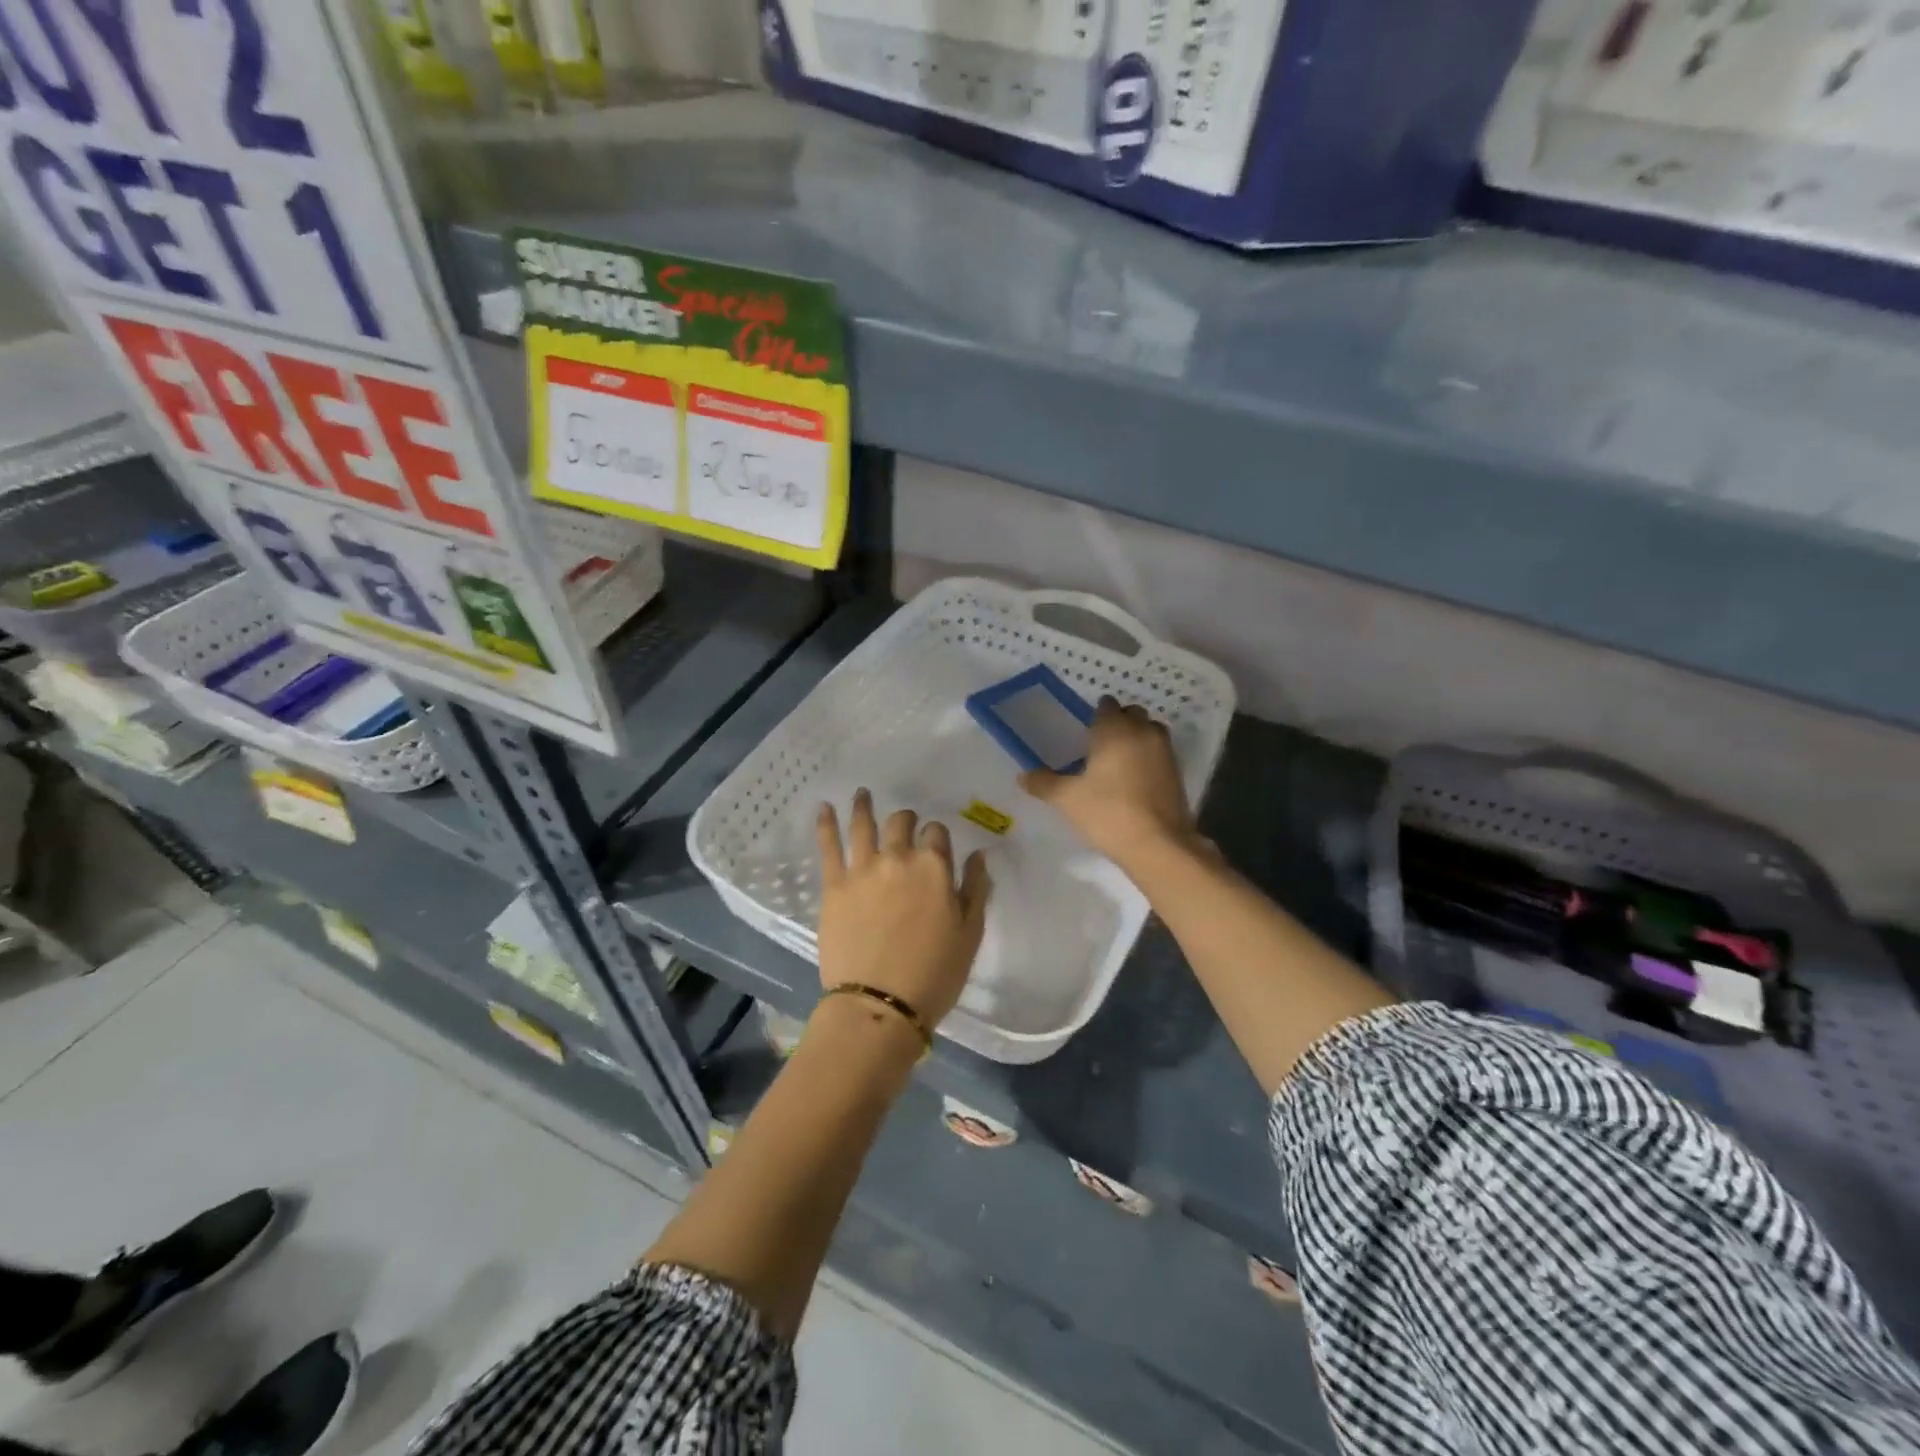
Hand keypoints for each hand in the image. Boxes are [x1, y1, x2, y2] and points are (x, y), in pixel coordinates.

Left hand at [815, 789, 991, 1027]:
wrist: (880, 1005)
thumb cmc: (934, 973)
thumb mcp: (970, 933)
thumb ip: (975, 888)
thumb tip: (978, 854)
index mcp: (934, 867)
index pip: (937, 833)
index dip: (937, 837)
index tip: (935, 846)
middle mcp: (898, 858)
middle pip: (901, 823)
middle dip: (905, 820)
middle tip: (904, 824)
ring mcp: (862, 869)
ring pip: (863, 825)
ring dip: (864, 805)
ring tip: (861, 792)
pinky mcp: (833, 885)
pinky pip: (828, 845)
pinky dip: (826, 823)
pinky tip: (824, 808)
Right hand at [1021, 698, 1196, 869]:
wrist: (1157, 844)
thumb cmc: (1107, 813)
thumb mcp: (1067, 799)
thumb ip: (1044, 783)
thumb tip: (1023, 776)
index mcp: (1115, 730)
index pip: (1107, 706)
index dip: (1097, 715)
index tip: (1086, 731)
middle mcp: (1143, 732)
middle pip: (1132, 714)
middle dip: (1119, 722)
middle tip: (1100, 745)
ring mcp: (1165, 751)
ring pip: (1150, 731)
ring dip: (1137, 737)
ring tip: (1118, 761)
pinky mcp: (1177, 772)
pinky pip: (1160, 753)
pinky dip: (1148, 757)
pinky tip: (1134, 780)